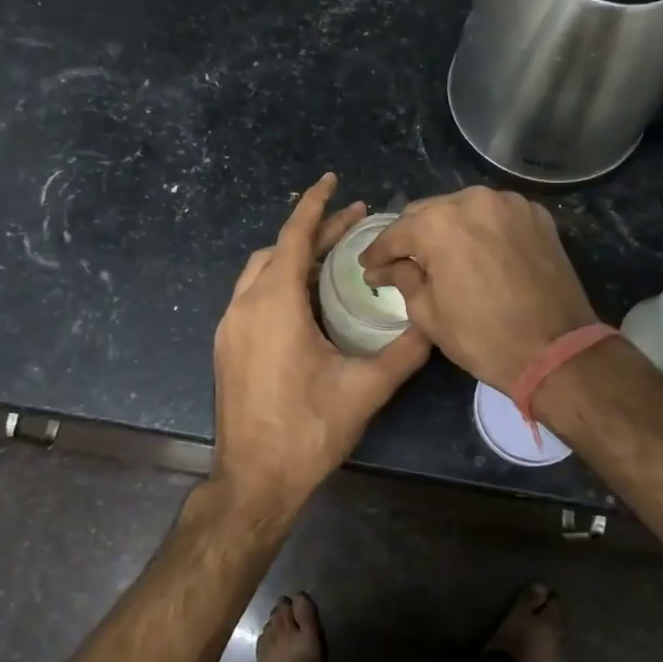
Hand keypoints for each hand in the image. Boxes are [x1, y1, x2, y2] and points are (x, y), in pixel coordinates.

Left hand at [211, 174, 430, 520]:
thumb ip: (404, 351)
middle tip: (354, 224)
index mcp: (275, 304)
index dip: (315, 204)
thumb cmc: (309, 430)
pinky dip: (280, 281)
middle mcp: (245, 305)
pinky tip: (307, 299)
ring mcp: (230, 326)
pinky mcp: (226, 346)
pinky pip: (253, 295)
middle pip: (278, 250)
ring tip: (333, 257)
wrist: (253, 481)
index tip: (333, 180)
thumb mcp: (366, 389)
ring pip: (261, 272)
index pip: (294, 235)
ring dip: (294, 256)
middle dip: (314, 231)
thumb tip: (436, 323)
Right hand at [360, 186, 596, 389]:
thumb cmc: (483, 337)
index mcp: (438, 223)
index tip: (368, 265)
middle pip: (428, 212)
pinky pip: (495, 214)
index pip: (396, 233)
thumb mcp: (428, 314)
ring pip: (463, 208)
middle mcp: (472, 200)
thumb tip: (384, 269)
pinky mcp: (536, 214)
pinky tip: (479, 252)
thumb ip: (402, 279)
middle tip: (402, 262)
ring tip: (442, 256)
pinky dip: (481, 229)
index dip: (377, 252)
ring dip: (447, 228)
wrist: (557, 351)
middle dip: (412, 236)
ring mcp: (509, 203)